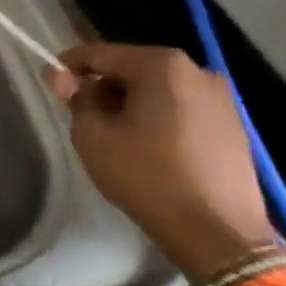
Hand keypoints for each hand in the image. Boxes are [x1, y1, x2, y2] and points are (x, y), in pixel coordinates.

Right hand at [45, 42, 276, 282]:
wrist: (217, 231)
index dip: (69, 67)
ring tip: (115, 136)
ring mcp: (222, 98)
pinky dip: (158, 119)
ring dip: (132, 104)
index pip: (100, 54)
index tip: (51, 86)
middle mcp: (197, 71)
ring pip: (158, 90)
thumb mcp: (93, 135)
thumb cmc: (146, 175)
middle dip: (104, 87)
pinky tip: (148, 149)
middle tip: (82, 118)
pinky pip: (181, 109)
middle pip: (132, 69)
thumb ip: (76, 98)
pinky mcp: (233, 126)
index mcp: (162, 66)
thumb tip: (62, 76)